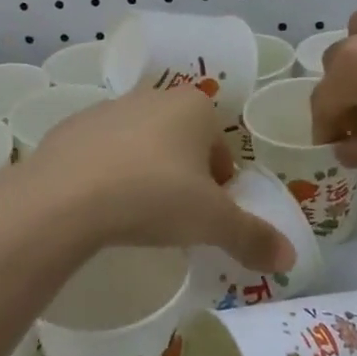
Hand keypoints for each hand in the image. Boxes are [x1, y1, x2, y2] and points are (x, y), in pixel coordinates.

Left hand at [6, 87, 295, 273]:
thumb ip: (253, 237)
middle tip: (175, 219)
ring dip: (145, 174)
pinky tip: (99, 207)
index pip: (220, 148)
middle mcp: (152, 97)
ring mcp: (107, 109)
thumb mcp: (212, 222)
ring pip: (140, 146)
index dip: (220, 186)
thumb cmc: (154, 196)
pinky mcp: (70, 128)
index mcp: (194, 107)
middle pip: (181, 144)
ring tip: (135, 216)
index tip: (208, 217)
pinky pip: (100, 154)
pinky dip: (106, 176)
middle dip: (183, 178)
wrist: (66, 196)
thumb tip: (290, 257)